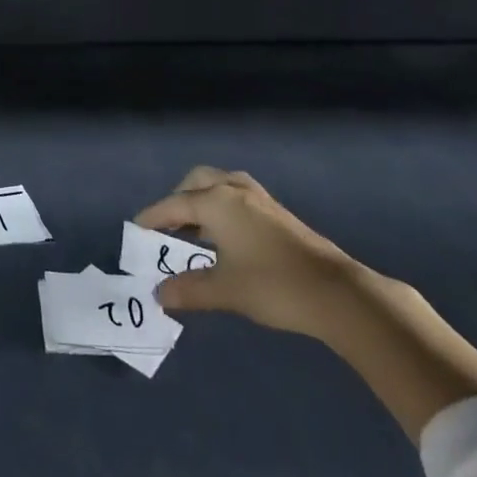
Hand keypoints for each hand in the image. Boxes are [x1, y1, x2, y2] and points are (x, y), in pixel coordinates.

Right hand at [136, 167, 359, 336]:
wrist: (338, 294)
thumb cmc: (273, 285)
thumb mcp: (225, 290)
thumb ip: (189, 290)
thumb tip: (160, 294)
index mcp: (217, 202)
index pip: (174, 204)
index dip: (154, 217)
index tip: (137, 229)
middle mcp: (235, 191)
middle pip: (198, 182)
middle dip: (179, 199)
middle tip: (169, 226)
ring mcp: (261, 200)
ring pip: (222, 185)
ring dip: (204, 200)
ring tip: (197, 229)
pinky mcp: (279, 214)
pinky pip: (239, 197)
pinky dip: (224, 207)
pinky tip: (228, 237)